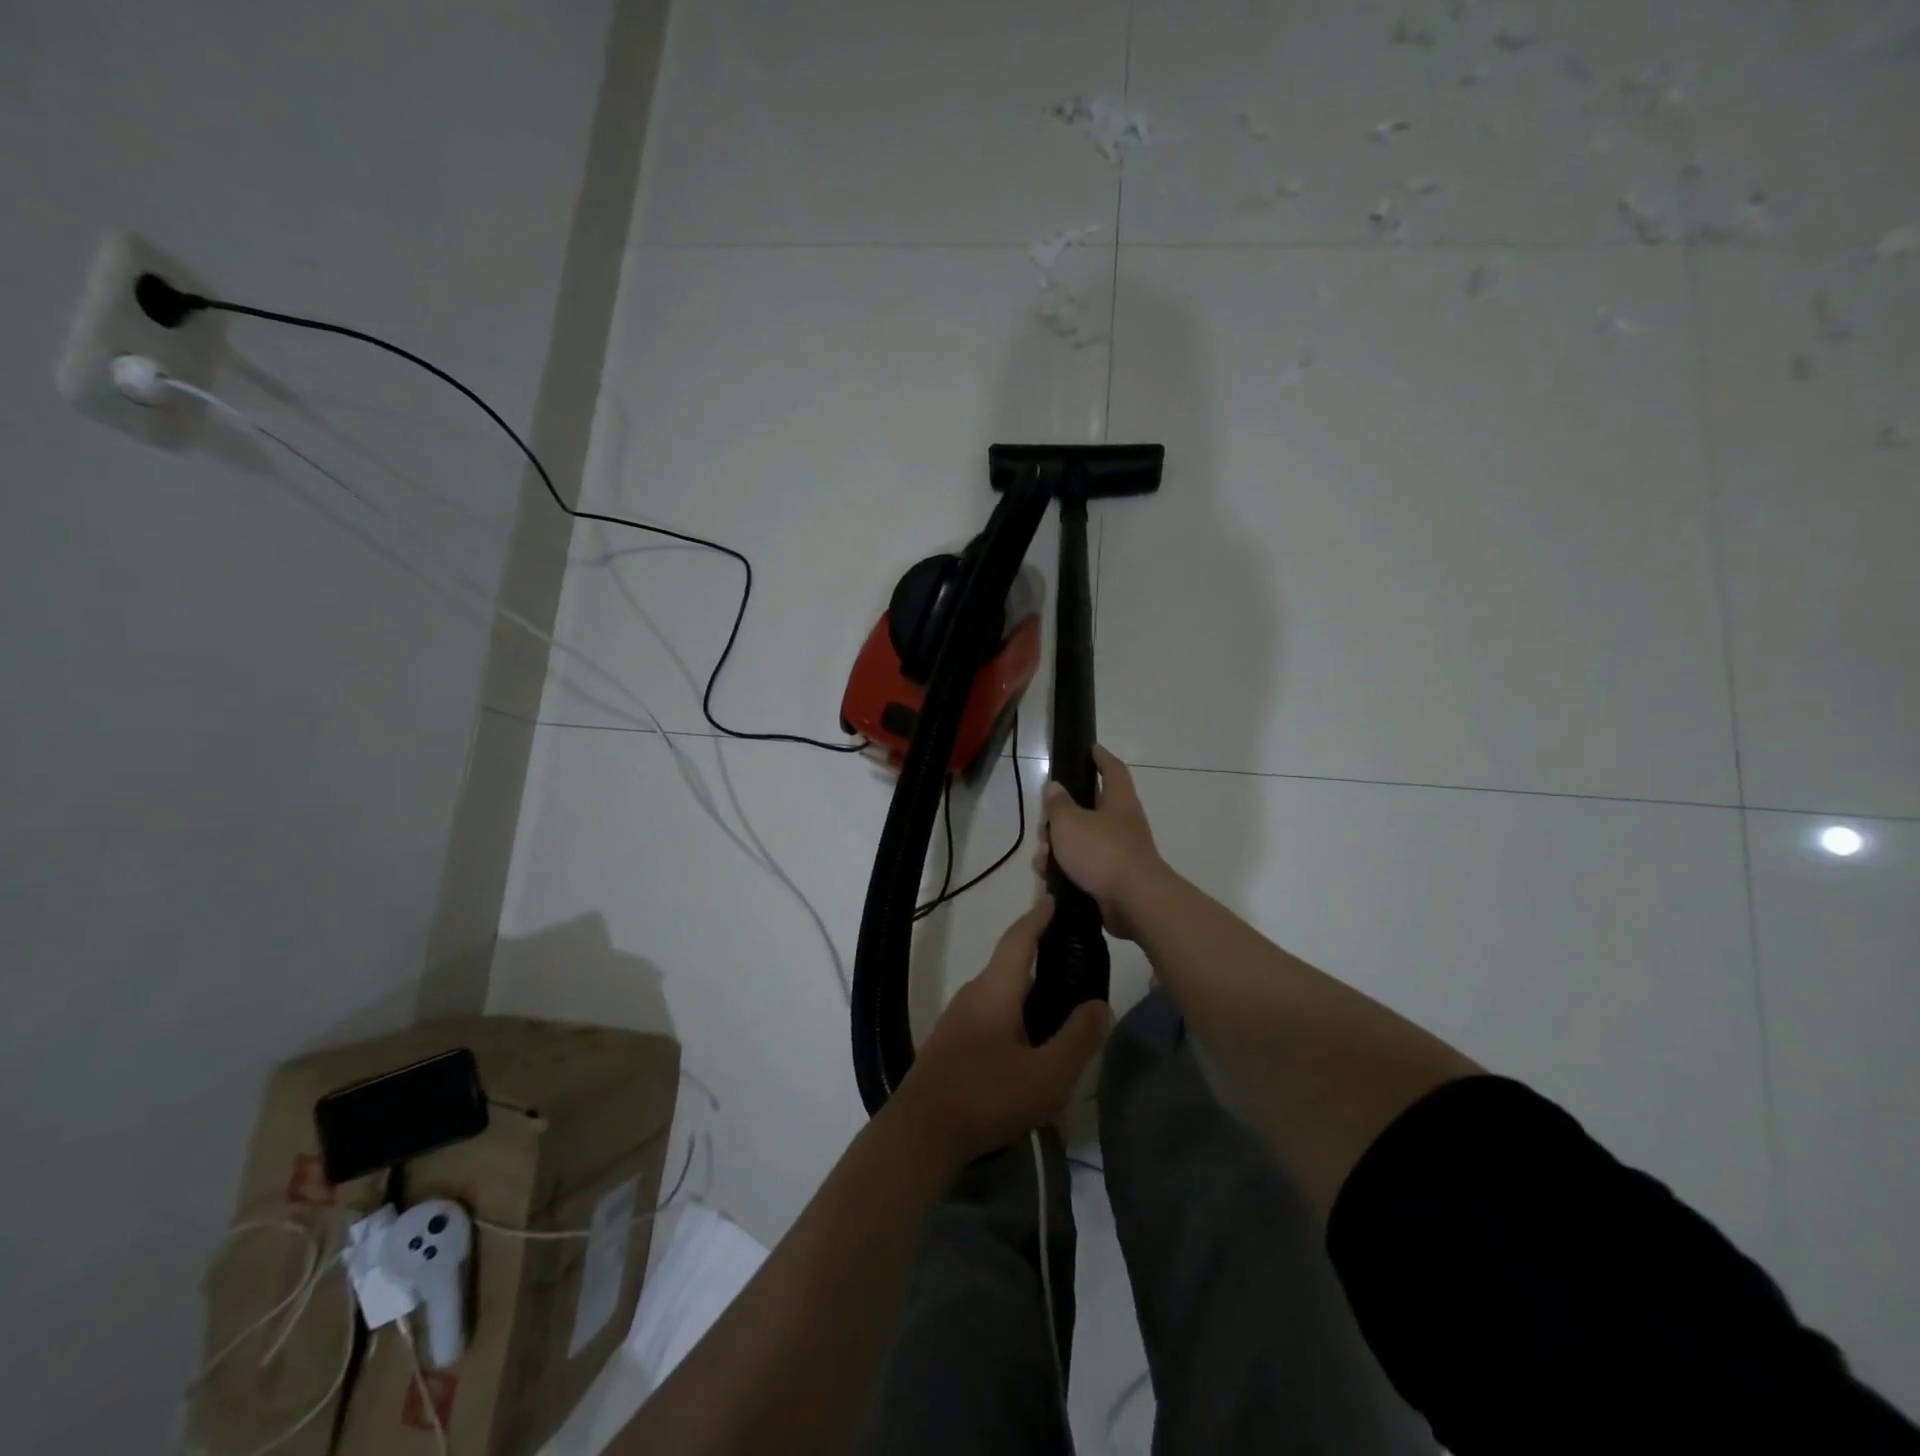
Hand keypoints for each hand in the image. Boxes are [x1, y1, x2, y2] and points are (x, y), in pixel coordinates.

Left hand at [892, 898, 1110, 1163]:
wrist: (920, 1133)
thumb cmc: (987, 1096)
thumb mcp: (1047, 1075)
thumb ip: (1078, 1038)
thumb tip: (1100, 1004)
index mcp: (995, 990)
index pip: (1020, 939)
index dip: (1039, 917)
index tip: (1056, 897)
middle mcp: (973, 994)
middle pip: (1010, 964)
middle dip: (1039, 954)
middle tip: (1074, 957)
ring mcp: (957, 1019)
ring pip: (1000, 993)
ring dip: (1028, 990)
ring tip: (1060, 1002)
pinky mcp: (951, 1044)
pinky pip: (990, 1015)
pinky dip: (1014, 1013)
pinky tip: (1030, 1042)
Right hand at [1035, 746, 1166, 941]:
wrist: (1134, 902)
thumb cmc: (1102, 852)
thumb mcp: (1069, 822)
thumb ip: (1058, 804)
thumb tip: (1054, 787)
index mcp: (1119, 801)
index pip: (1112, 770)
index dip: (1100, 757)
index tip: (1089, 748)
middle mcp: (1123, 823)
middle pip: (1091, 809)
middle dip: (1064, 814)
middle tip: (1044, 821)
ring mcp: (1121, 852)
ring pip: (1084, 841)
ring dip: (1061, 846)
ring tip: (1041, 857)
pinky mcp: (1115, 879)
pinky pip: (1086, 867)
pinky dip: (1067, 870)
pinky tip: (1049, 878)